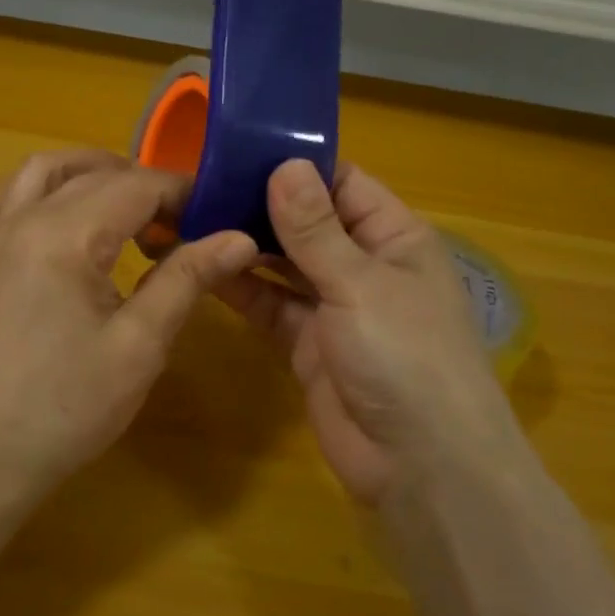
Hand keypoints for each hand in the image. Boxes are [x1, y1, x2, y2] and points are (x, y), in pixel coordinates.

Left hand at [0, 149, 258, 491]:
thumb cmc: (66, 407)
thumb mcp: (139, 345)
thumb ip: (186, 279)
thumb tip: (239, 238)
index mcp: (63, 235)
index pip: (136, 186)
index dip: (182, 194)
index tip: (217, 218)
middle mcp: (22, 218)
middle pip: (93, 174)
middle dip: (145, 186)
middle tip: (183, 226)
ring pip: (44, 170)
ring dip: (93, 174)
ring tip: (131, 210)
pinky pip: (9, 198)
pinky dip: (45, 192)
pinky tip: (67, 223)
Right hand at [218, 159, 526, 505]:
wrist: (421, 467)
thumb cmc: (407, 358)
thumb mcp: (361, 284)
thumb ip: (317, 230)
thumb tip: (284, 165)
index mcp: (394, 238)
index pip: (343, 184)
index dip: (297, 166)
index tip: (240, 148)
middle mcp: (365, 265)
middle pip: (308, 223)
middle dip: (262, 205)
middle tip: (200, 181)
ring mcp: (335, 308)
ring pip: (284, 265)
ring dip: (247, 246)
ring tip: (193, 218)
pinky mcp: (308, 345)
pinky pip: (271, 306)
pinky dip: (242, 289)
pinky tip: (204, 268)